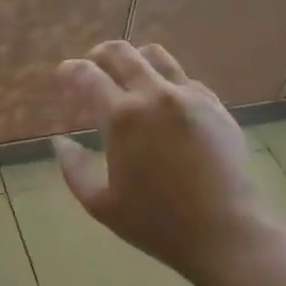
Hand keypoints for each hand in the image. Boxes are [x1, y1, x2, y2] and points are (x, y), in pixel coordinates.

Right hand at [53, 42, 278, 285]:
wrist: (225, 233)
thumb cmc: (156, 222)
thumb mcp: (100, 203)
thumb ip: (73, 167)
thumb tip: (60, 141)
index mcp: (123, 117)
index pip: (87, 75)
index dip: (69, 71)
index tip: (63, 76)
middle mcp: (156, 95)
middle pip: (121, 52)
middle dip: (98, 56)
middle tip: (91, 72)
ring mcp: (191, 97)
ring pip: (156, 56)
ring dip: (134, 62)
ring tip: (127, 83)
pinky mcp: (216, 107)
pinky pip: (184, 80)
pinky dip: (165, 84)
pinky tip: (162, 109)